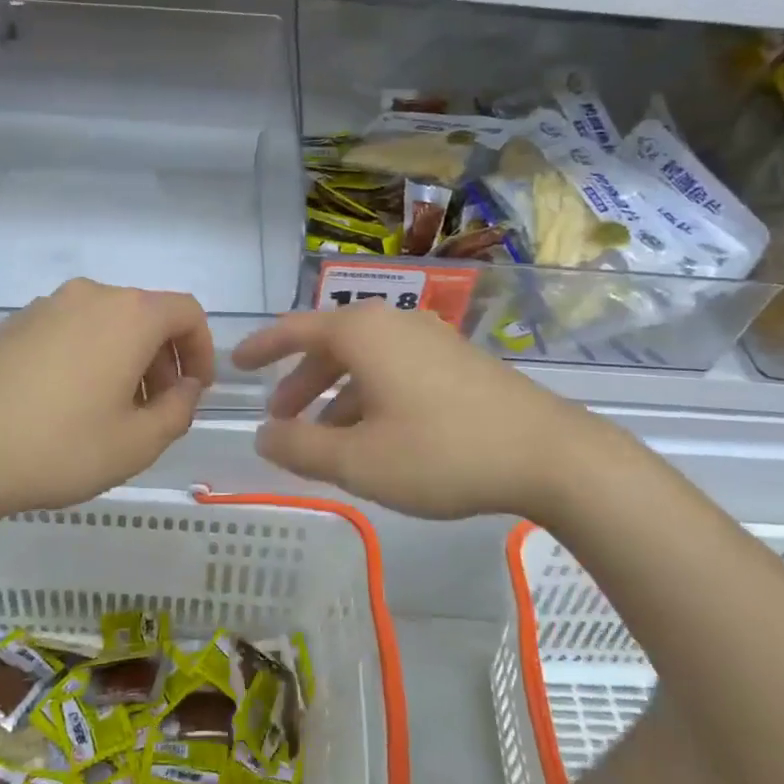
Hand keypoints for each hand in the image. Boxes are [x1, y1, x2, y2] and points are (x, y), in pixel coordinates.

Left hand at [0, 279, 213, 523]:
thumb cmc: (60, 447)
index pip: (187, 312)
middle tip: (156, 409)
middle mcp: (91, 296)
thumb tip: (185, 387)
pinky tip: (68, 403)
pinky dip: (88, 356)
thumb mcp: (138, 443)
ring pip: (107, 324)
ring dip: (125, 359)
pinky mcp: (14, 324)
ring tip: (112, 411)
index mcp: (129, 315)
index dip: (202, 349)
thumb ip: (179, 410)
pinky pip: (70, 331)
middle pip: (146, 316)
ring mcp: (47, 306)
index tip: (196, 390)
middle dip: (163, 359)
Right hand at [232, 302, 609, 519]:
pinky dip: (370, 396)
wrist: (548, 454)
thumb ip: (300, 447)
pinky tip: (377, 437)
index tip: (235, 364)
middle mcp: (395, 322)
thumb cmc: (441, 452)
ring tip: (325, 439)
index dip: (262, 348)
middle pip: (331, 345)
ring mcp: (431, 339)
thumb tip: (264, 433)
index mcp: (364, 333)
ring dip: (336, 395)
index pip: (295, 329)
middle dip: (300, 382)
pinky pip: (395, 370)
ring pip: (365, 361)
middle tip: (280, 419)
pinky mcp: (457, 361)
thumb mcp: (358, 460)